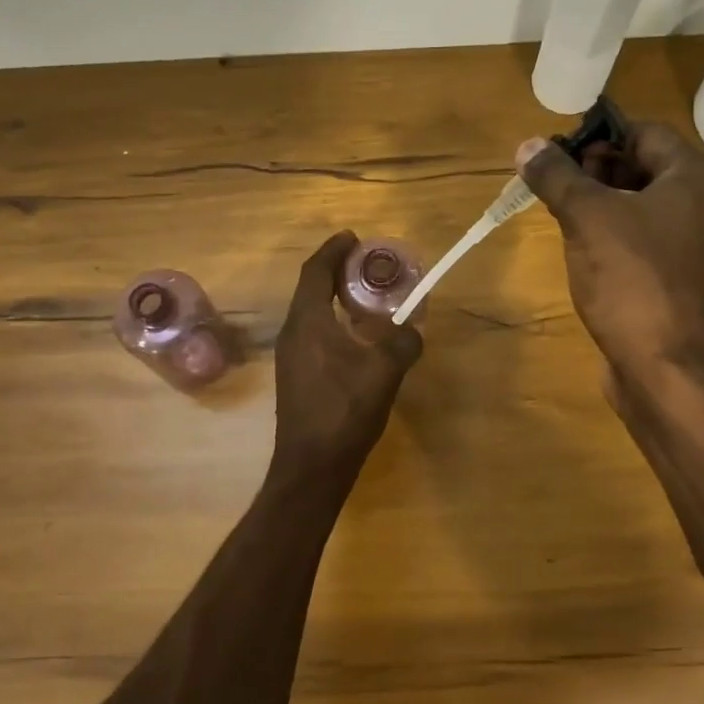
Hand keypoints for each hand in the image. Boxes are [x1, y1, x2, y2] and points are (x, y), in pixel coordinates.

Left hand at [271, 232, 423, 477]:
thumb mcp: (383, 373)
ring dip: (334, 298)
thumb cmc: (344, 412)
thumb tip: (413, 328)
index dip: (333, 250)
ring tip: (365, 297)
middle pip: (310, 289)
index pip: (315, 272)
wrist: (311, 466)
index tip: (353, 237)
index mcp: (308, 322)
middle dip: (336, 272)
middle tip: (366, 265)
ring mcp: (291, 356)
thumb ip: (402, 342)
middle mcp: (293, 333)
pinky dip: (333, 322)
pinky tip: (356, 337)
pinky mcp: (296, 376)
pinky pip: (312, 334)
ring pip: (311, 313)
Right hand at [517, 122, 703, 382]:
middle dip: (596, 174)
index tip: (555, 159)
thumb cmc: (634, 283)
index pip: (642, 133)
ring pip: (648, 208)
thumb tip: (528, 145)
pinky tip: (590, 257)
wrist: (671, 372)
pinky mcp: (694, 281)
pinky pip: (654, 243)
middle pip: (646, 169)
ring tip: (564, 220)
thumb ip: (557, 176)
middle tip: (554, 190)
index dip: (595, 139)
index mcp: (700, 176)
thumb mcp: (587, 219)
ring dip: (606, 208)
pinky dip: (622, 239)